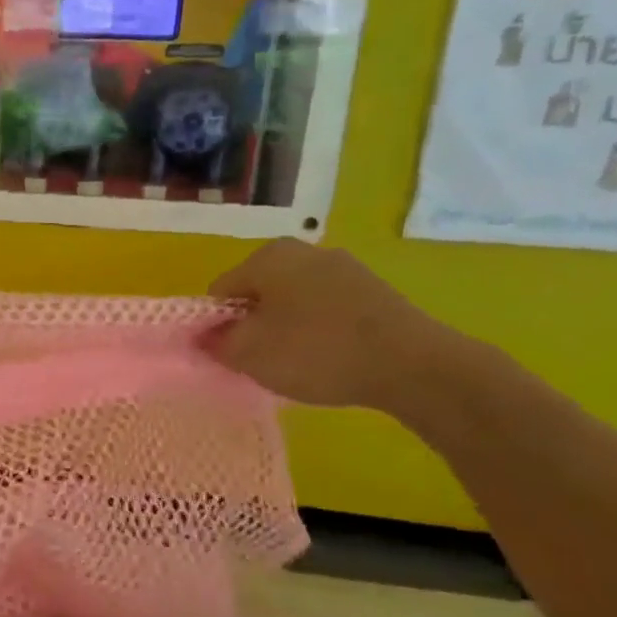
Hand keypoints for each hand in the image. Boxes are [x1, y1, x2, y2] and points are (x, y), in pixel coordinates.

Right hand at [200, 240, 461, 413]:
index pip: (220, 292)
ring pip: (292, 303)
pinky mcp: (372, 292)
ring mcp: (343, 268)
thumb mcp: (248, 353)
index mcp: (268, 256)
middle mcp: (304, 251)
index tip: (230, 355)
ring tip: (297, 364)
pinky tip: (328, 359)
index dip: (217, 326)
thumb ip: (215, 342)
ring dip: (285, 330)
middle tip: (261, 361)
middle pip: (257, 294)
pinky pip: (325, 311)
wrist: (412, 365)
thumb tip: (204, 336)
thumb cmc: (316, 351)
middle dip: (252, 326)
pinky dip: (318, 333)